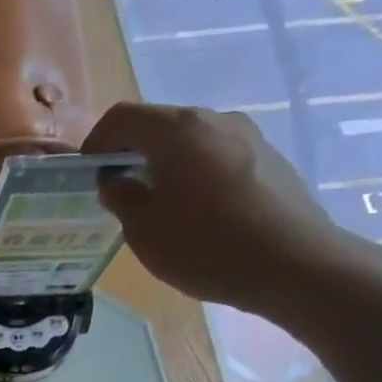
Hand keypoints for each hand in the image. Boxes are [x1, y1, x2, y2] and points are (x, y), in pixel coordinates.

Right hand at [86, 102, 358, 315]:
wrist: (294, 264)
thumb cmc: (205, 245)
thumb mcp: (143, 229)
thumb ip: (122, 197)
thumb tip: (116, 181)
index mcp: (177, 130)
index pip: (122, 117)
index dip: (96, 142)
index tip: (87, 174)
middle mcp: (215, 120)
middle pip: (159, 124)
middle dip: (130, 152)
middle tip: (116, 190)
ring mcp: (248, 136)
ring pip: (190, 141)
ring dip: (163, 164)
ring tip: (156, 204)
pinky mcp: (269, 159)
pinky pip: (217, 157)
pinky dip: (194, 174)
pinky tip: (195, 212)